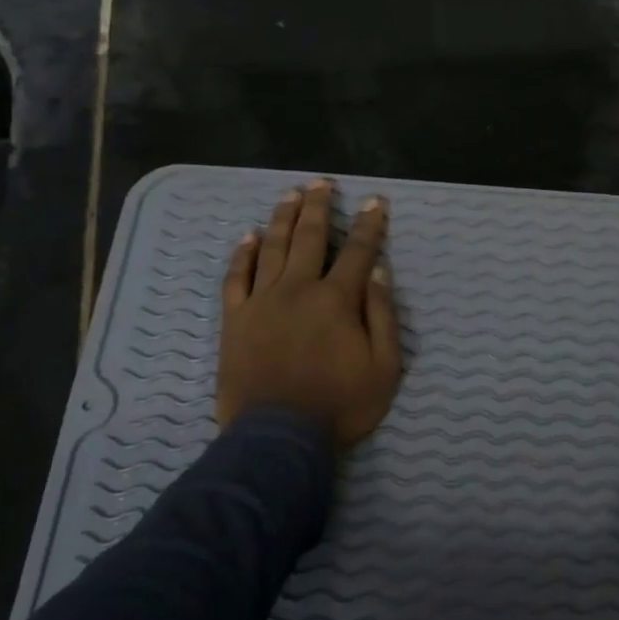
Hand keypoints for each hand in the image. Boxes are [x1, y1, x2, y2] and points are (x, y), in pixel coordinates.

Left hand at [217, 180, 402, 446]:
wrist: (278, 437)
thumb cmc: (340, 404)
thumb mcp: (384, 365)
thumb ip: (382, 314)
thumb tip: (377, 269)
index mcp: (336, 299)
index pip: (357, 251)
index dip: (368, 225)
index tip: (375, 202)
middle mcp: (298, 289)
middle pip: (309, 237)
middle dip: (318, 207)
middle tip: (322, 183)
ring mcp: (261, 301)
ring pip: (271, 248)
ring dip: (282, 218)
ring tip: (289, 194)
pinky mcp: (235, 319)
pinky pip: (236, 278)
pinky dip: (242, 254)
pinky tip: (248, 236)